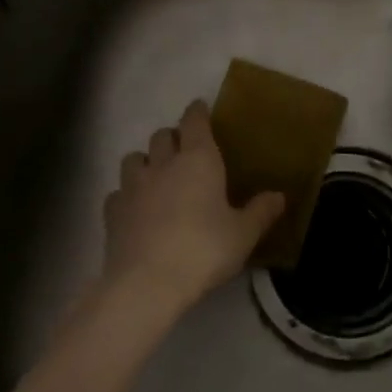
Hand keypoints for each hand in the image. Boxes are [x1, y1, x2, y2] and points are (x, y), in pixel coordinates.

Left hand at [102, 99, 285, 313]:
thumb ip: (261, 212)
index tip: (200, 109)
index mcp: (198, 160)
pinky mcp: (112, 211)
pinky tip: (134, 210)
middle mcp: (163, 164)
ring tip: (155, 176)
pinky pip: (118, 193)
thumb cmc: (204, 250)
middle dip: (172, 138)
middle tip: (183, 151)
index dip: (197, 112)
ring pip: (134, 158)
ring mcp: (132, 186)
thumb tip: (279, 195)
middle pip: (162, 135)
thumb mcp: (243, 234)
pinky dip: (126, 195)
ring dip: (145, 161)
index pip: (194, 121)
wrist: (148, 283)